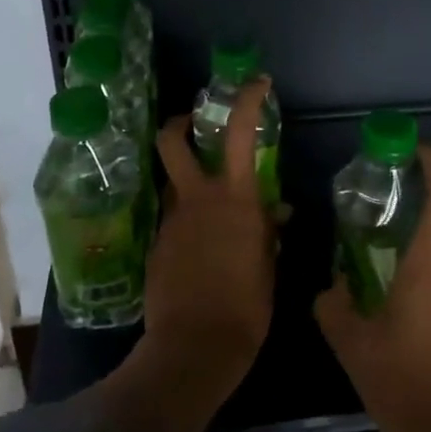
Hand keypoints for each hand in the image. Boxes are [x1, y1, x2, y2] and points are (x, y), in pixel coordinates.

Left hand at [144, 78, 277, 389]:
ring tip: (212, 211)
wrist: (194, 348)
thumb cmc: (246, 307)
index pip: (238, 133)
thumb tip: (275, 214)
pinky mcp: (155, 247)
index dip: (246, 100)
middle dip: (180, 124)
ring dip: (189, 183)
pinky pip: (172, 221)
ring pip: (174, 184)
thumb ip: (267, 232)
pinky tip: (202, 252)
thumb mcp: (268, 266)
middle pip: (172, 141)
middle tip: (194, 124)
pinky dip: (187, 223)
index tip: (256, 83)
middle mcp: (197, 200)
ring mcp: (170, 222)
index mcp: (234, 200)